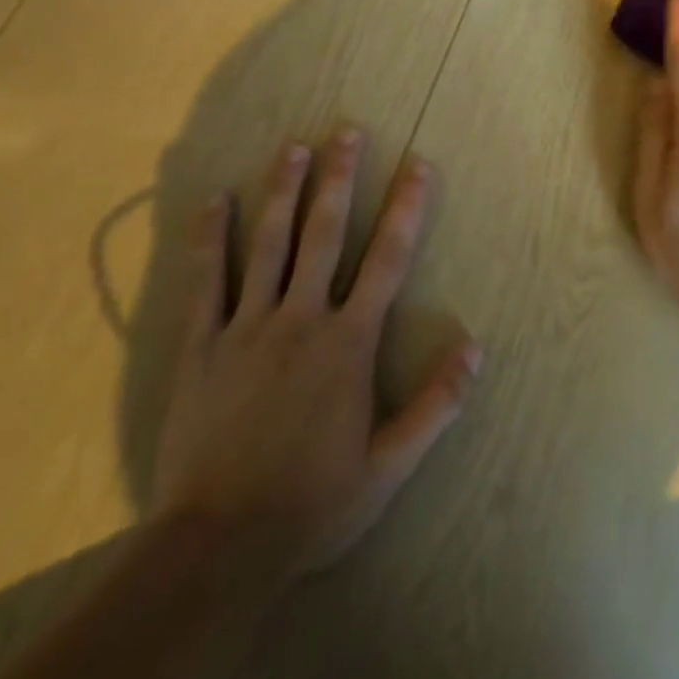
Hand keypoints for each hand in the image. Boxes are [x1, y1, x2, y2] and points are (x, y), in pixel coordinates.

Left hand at [150, 129, 481, 584]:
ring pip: (269, 244)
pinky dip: (210, 238)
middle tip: (347, 131)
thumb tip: (476, 347)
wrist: (217, 547)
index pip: (387, 259)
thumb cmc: (312, 503)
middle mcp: (301, 318)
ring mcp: (247, 327)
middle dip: (339, 178)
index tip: (418, 164)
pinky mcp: (202, 346)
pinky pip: (206, 281)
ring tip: (294, 147)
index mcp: (348, 342)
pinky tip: (215, 200)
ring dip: (283, 191)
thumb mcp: (390, 465)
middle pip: (324, 234)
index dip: (406, 207)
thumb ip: (436, 404)